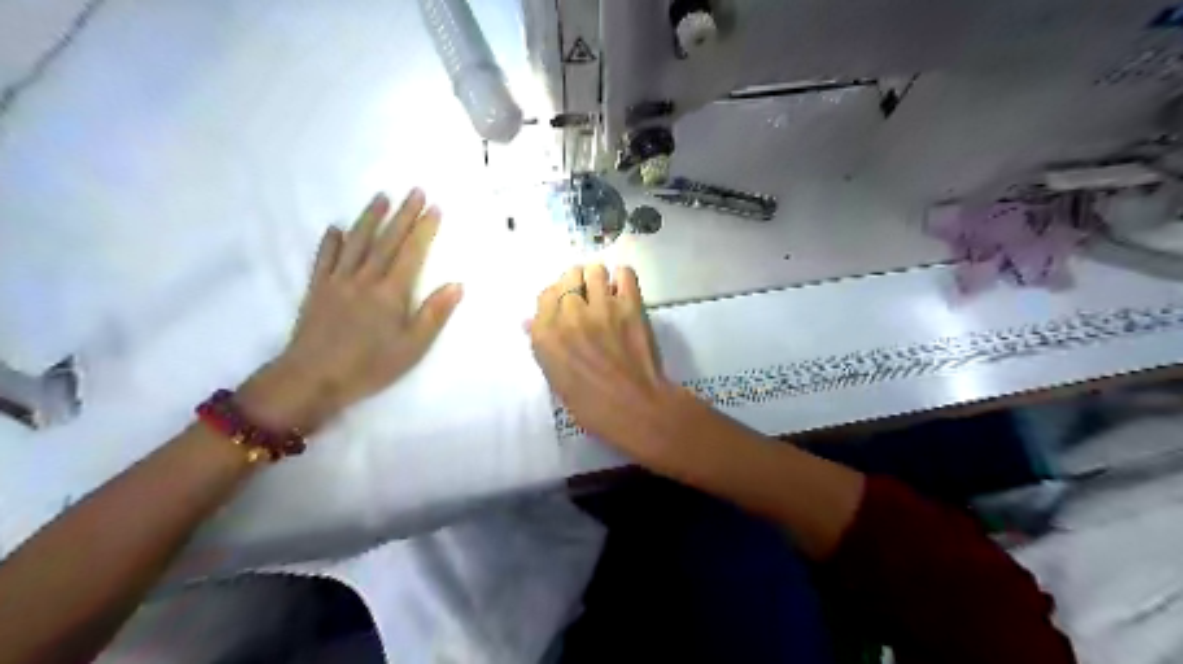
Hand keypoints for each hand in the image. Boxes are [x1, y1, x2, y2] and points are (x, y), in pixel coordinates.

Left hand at [240, 189, 461, 431]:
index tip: (435, 207)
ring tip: (381, 197)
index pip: (412, 252)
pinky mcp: (317, 289)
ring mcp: (338, 281)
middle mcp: (365, 278)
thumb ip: (433, 314)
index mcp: (390, 292)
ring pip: (356, 242)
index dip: (424, 229)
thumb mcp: (412, 347)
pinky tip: (336, 229)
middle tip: (415, 190)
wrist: (312, 378)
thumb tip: (457, 285)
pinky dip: (331, 242)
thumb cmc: (370, 366)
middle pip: (387, 240)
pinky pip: (325, 259)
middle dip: (403, 214)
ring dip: (370, 218)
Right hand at [530, 261, 684, 461]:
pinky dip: (623, 279)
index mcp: (545, 335)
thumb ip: (543, 346)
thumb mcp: (556, 380)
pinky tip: (624, 292)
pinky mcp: (630, 304)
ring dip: (597, 279)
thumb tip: (530, 322)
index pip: (545, 296)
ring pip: (594, 270)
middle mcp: (569, 314)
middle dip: (576, 285)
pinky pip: (625, 274)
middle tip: (587, 299)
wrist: (636, 409)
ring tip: (605, 294)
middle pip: (568, 277)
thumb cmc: (592, 406)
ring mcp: (601, 307)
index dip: (556, 299)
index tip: (566, 308)